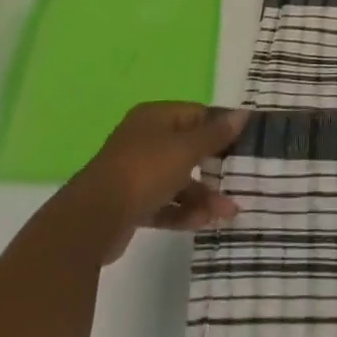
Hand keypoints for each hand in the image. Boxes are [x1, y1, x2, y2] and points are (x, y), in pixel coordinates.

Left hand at [58, 102, 248, 262]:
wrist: (92, 220)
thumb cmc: (144, 172)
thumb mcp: (185, 150)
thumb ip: (215, 135)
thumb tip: (242, 114)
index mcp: (155, 117)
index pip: (195, 114)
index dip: (220, 127)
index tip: (244, 144)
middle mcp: (145, 140)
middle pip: (187, 148)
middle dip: (214, 166)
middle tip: (239, 179)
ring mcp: (136, 172)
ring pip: (177, 179)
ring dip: (202, 195)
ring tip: (228, 213)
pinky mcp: (130, 203)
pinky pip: (164, 203)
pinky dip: (183, 211)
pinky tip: (204, 223)